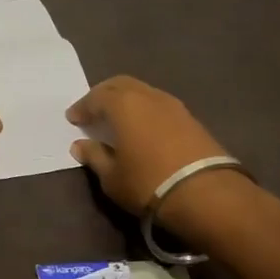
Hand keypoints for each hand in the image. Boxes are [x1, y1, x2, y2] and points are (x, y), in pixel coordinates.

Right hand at [67, 76, 251, 238]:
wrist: (207, 193)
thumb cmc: (148, 182)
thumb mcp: (112, 177)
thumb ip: (94, 156)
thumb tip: (80, 145)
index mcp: (123, 104)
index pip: (95, 98)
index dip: (82, 107)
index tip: (73, 118)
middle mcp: (147, 96)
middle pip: (120, 84)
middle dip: (103, 94)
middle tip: (93, 109)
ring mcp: (173, 105)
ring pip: (143, 92)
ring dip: (127, 100)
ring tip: (118, 118)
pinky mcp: (191, 119)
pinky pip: (159, 105)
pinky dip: (145, 110)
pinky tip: (143, 127)